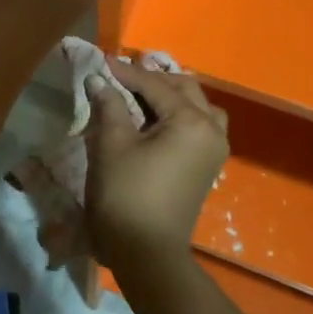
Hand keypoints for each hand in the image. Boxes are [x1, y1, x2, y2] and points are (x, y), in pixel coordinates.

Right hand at [84, 60, 229, 272]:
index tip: (102, 61)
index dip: (126, 72)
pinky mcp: (207, 167)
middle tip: (121, 75)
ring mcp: (214, 151)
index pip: (156, 85)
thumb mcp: (112, 145)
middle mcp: (212, 130)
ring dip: (171, 96)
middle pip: (184, 90)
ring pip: (198, 108)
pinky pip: (199, 127)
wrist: (146, 252)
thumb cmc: (127, 194)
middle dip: (152, 79)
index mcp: (191, 121)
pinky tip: (156, 120)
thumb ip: (109, 106)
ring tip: (143, 94)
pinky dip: (180, 116)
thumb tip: (99, 80)